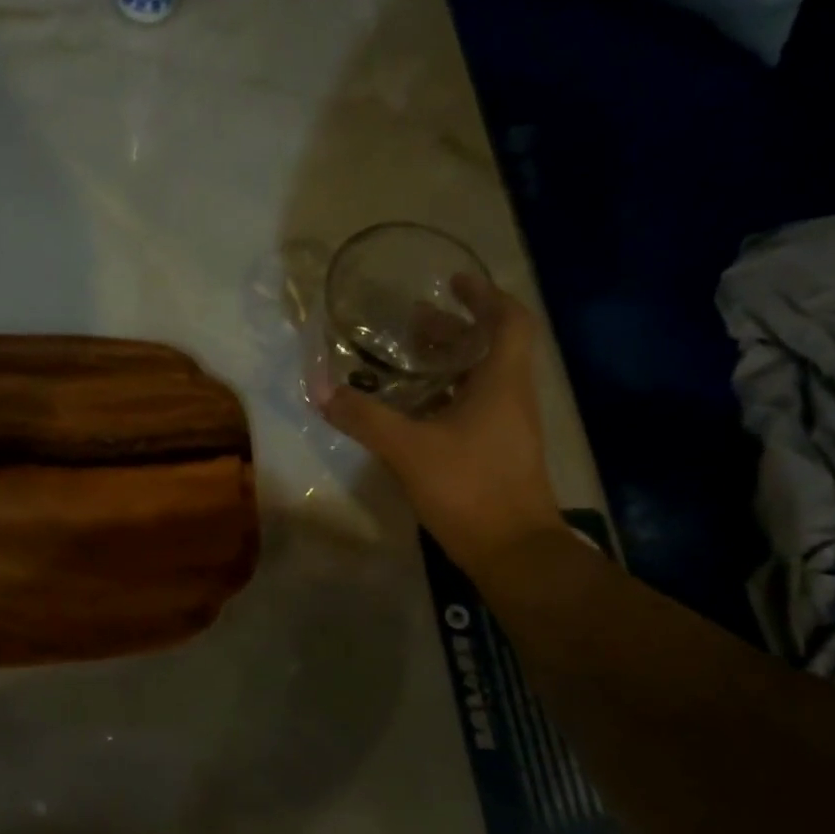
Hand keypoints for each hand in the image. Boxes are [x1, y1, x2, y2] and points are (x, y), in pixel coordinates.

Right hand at [313, 282, 561, 571]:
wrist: (513, 551)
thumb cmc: (469, 487)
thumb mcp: (407, 449)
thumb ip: (364, 417)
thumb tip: (321, 390)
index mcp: (502, 382)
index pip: (509, 320)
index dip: (485, 295)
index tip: (454, 282)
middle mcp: (511, 397)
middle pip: (489, 347)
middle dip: (453, 329)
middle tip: (412, 321)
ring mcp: (507, 427)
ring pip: (481, 379)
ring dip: (448, 363)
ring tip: (406, 359)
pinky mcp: (498, 452)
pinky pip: (473, 407)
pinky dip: (446, 396)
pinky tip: (413, 409)